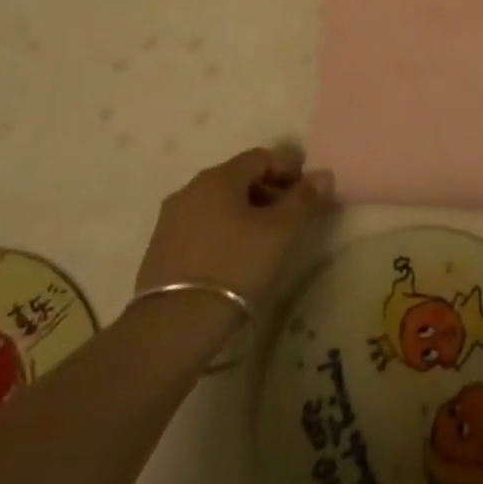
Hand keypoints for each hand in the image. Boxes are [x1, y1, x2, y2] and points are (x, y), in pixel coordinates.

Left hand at [135, 147, 332, 303]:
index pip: (261, 157)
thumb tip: (324, 174)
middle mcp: (191, 189)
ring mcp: (170, 220)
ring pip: (217, 203)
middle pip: (238, 177)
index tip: (308, 188)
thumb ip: (304, 200)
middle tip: (289, 214)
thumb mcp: (279, 233)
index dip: (288, 167)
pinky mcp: (158, 250)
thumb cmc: (234, 267)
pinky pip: (200, 226)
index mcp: (219, 177)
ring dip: (244, 211)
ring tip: (263, 238)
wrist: (172, 327)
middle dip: (267, 189)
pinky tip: (233, 257)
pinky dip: (222, 230)